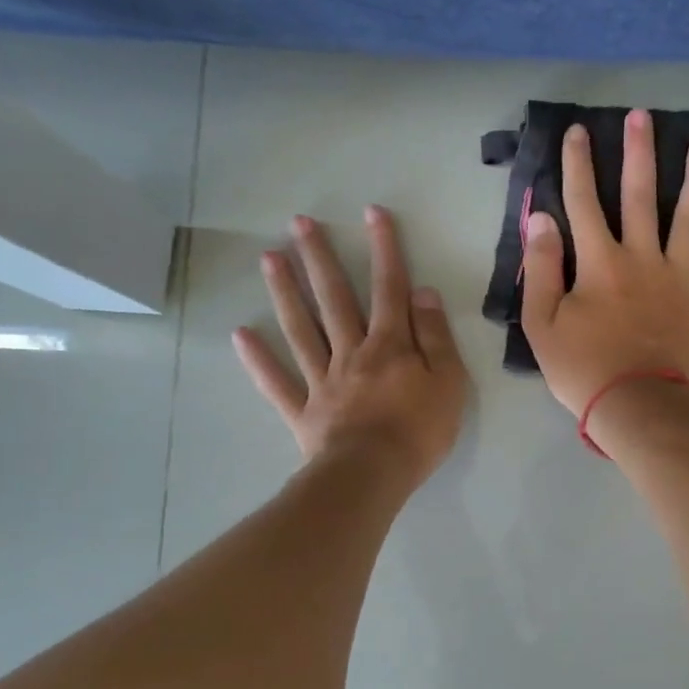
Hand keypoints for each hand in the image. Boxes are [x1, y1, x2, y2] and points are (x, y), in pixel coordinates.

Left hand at [234, 206, 467, 487]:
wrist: (372, 475)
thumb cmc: (419, 431)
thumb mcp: (448, 382)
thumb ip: (435, 337)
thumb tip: (423, 293)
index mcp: (390, 345)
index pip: (389, 288)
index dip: (384, 249)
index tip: (372, 213)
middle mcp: (352, 352)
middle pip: (334, 298)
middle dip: (320, 258)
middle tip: (299, 223)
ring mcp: (322, 380)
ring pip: (301, 329)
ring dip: (285, 293)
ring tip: (267, 258)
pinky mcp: (303, 410)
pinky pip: (277, 382)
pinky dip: (258, 360)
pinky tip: (239, 334)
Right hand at [521, 109, 688, 416]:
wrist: (639, 408)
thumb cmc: (584, 369)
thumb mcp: (543, 324)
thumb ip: (543, 267)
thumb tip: (541, 218)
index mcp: (600, 263)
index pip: (584, 202)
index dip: (579, 164)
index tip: (579, 131)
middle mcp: (643, 258)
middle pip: (640, 196)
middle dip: (639, 154)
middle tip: (642, 116)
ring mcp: (681, 279)